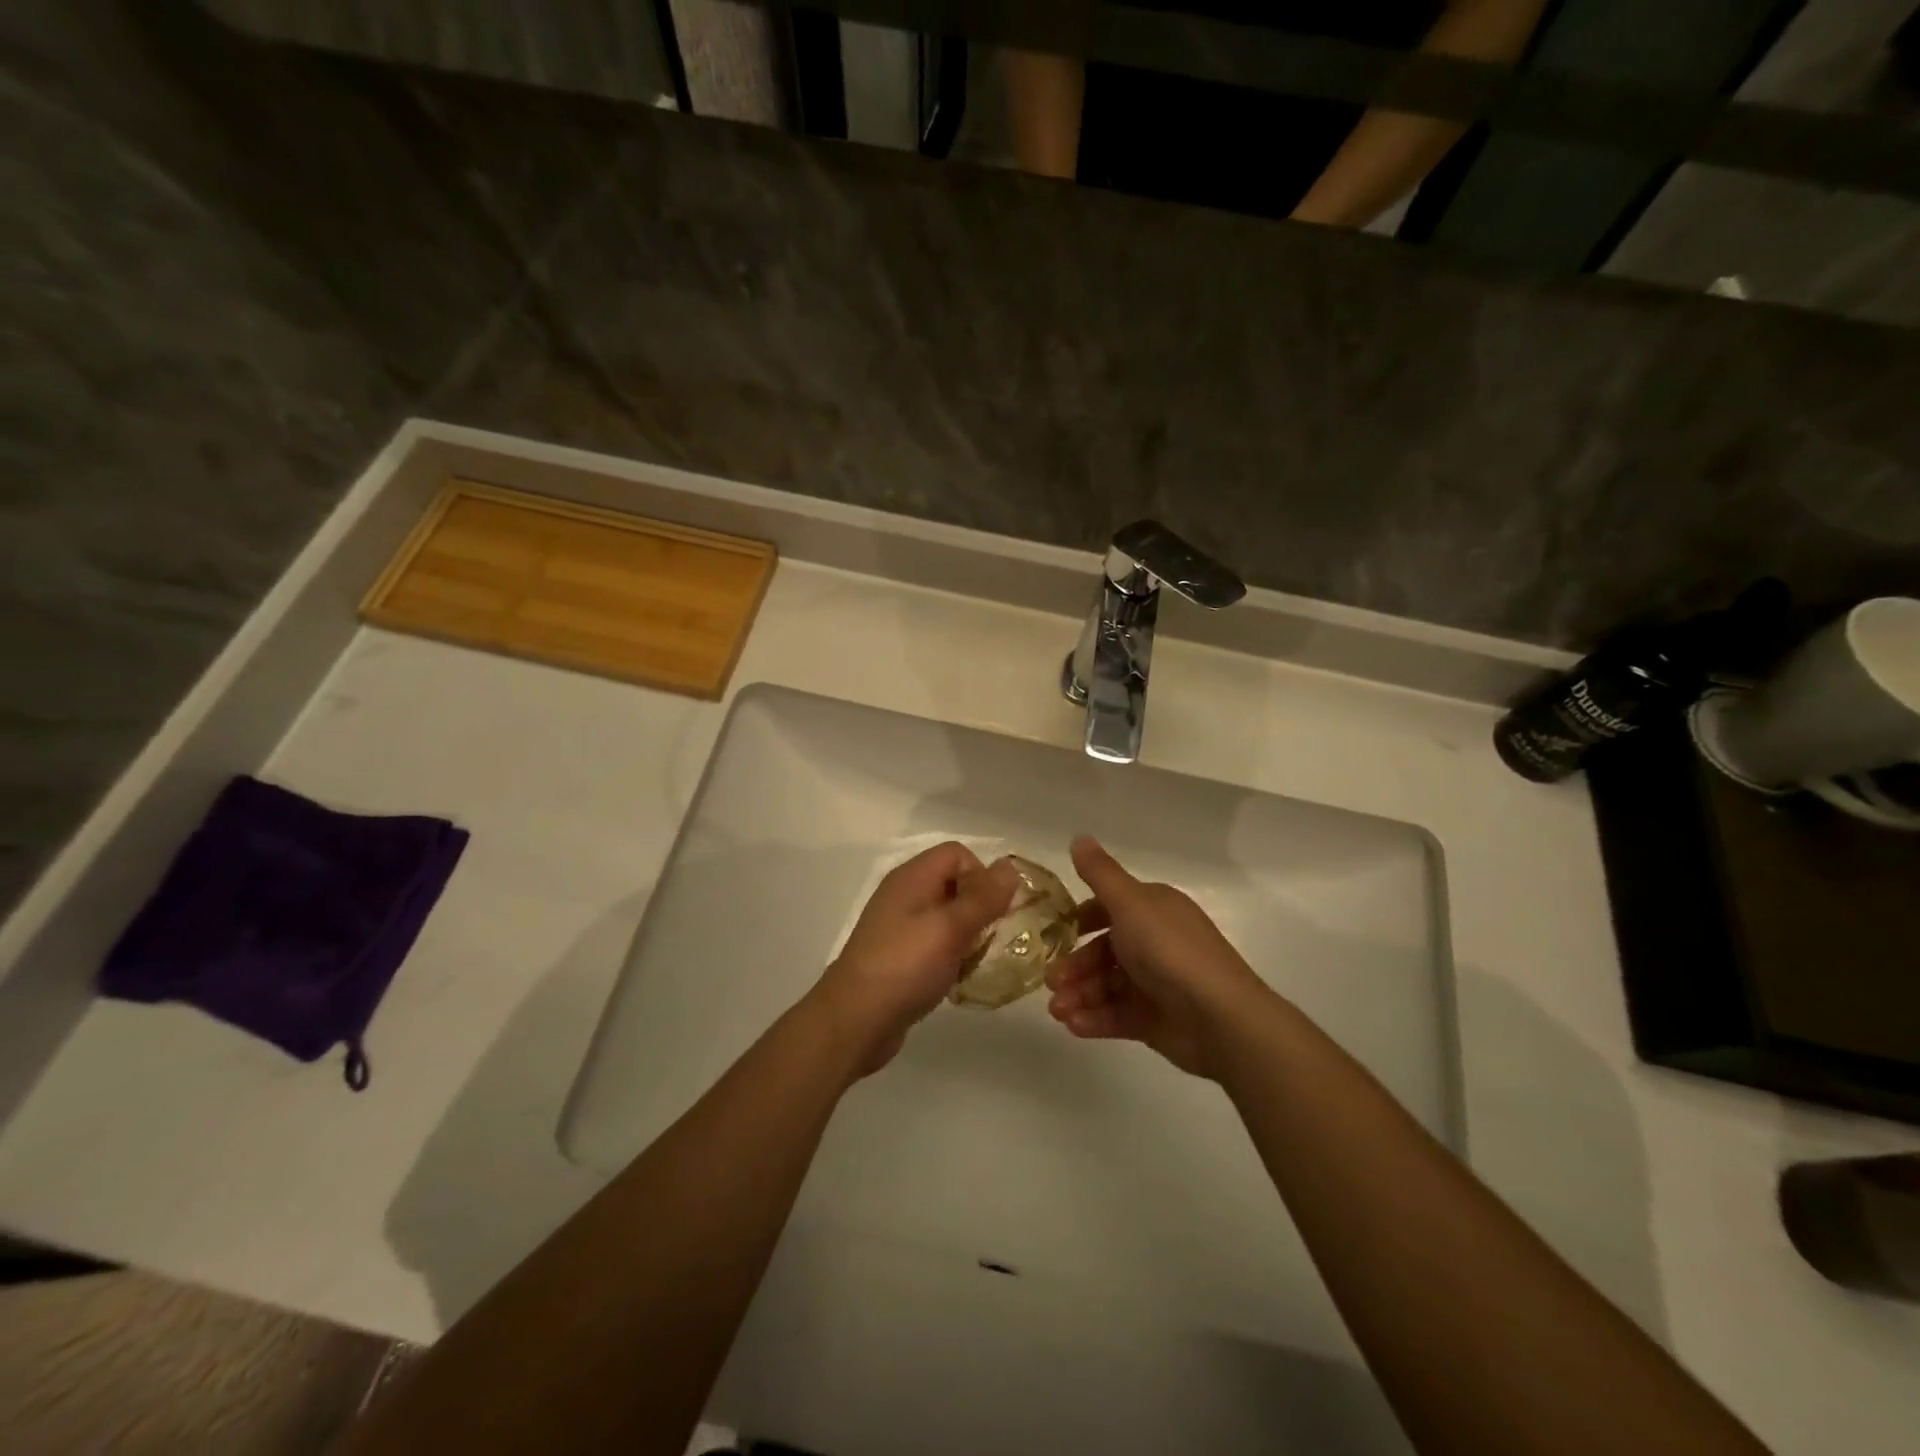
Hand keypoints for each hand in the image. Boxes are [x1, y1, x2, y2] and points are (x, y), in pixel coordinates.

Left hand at [811, 842, 1019, 1073]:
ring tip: (974, 962)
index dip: (981, 875)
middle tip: (988, 939)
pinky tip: (957, 977)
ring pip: (947, 916)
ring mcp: (899, 925)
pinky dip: (951, 954)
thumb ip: (983, 897)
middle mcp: (905, 894)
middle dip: (979, 908)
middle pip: (954, 883)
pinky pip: (935, 942)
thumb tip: (1009, 867)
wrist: (855, 1019)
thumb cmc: (906, 965)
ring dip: (967, 935)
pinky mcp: (899, 954)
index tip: (993, 911)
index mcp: (912, 877)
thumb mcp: (951, 928)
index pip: (958, 854)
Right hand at [1046, 836, 1272, 1079]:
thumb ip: (1100, 873)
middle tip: (1051, 982)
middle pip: (1103, 951)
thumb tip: (1079, 837)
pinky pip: (1117, 1015)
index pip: (1109, 908)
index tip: (1054, 933)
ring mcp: (1155, 983)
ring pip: (1106, 985)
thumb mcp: (1130, 903)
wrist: (1220, 1018)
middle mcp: (1154, 941)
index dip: (1080, 919)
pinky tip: (1074, 1026)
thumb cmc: (1170, 951)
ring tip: (1058, 1011)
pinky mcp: (1155, 1019)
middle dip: (1074, 965)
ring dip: (1079, 995)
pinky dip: (1094, 1019)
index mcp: (1153, 909)